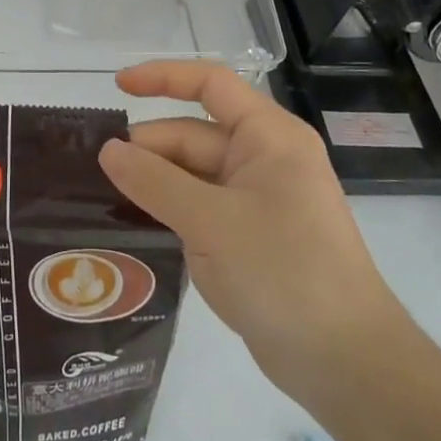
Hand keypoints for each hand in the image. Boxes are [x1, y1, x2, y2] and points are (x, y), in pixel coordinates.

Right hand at [98, 62, 408, 404]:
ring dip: (153, 181)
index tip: (116, 87)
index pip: (211, 84)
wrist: (344, 362)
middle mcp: (263, 159)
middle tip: (97, 173)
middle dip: (148, 148)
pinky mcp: (247, 235)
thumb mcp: (210, 221)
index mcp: (269, 137)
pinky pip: (198, 206)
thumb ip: (154, 181)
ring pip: (191, 173)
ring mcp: (256, 199)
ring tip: (103, 196)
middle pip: (193, 134)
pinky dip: (167, 208)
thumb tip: (107, 149)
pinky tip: (133, 223)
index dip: (162, 78)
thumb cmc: (284, 272)